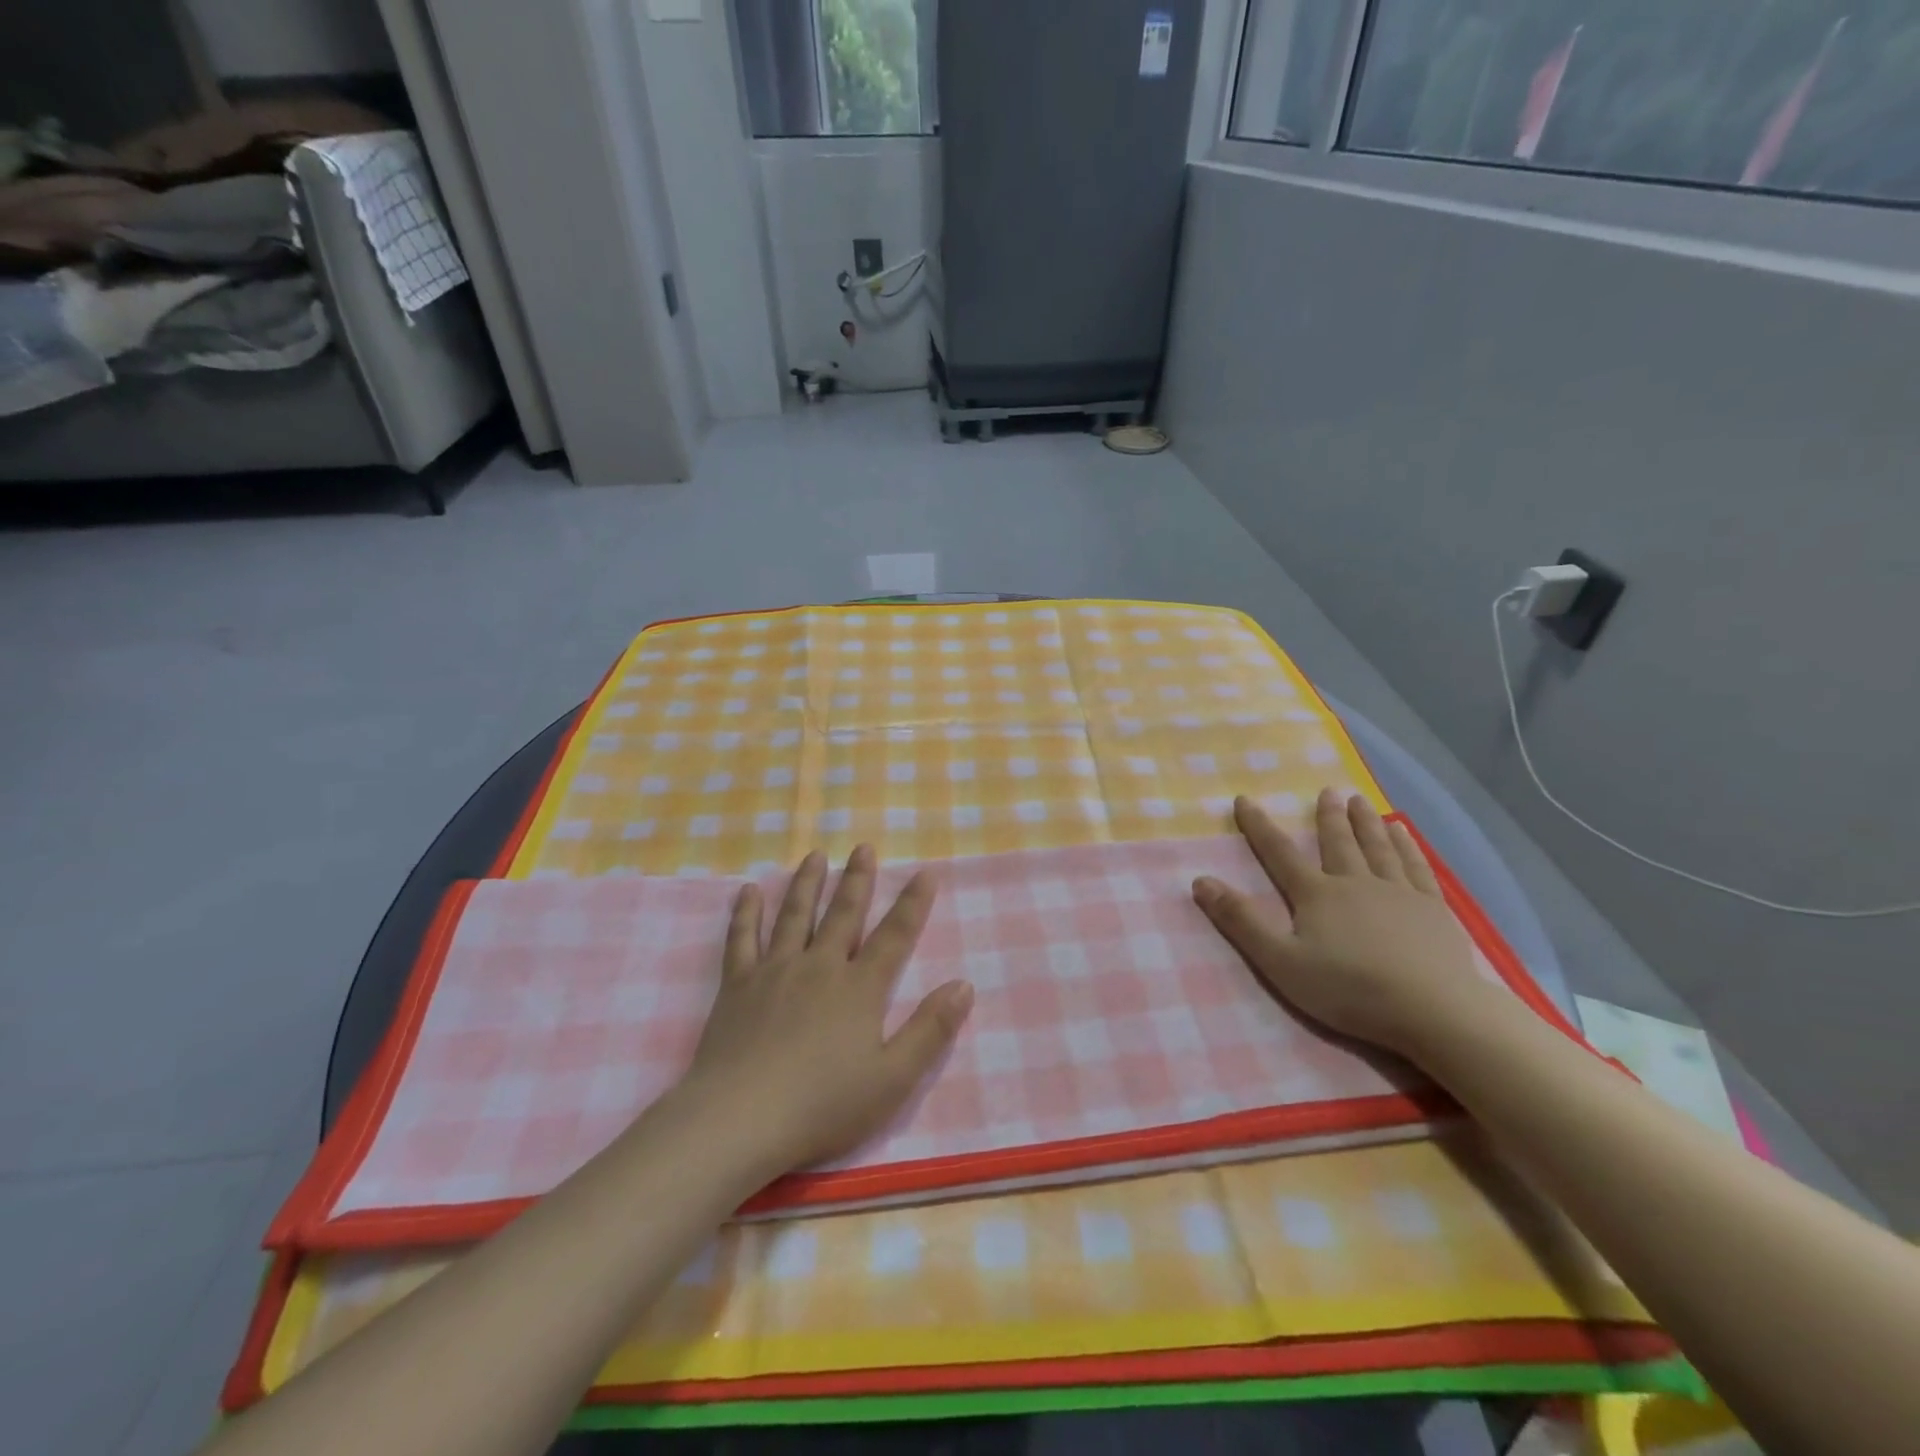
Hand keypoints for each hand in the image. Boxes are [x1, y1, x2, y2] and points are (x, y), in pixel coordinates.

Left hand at [678, 845, 973, 1175]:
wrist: (740, 1119)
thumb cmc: (822, 1105)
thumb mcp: (893, 1079)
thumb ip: (930, 1030)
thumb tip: (964, 985)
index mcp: (859, 988)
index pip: (894, 936)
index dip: (913, 904)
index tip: (925, 873)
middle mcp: (819, 966)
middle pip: (843, 914)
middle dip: (857, 879)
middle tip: (863, 848)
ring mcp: (774, 970)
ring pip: (793, 915)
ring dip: (807, 883)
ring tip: (815, 856)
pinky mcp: (737, 984)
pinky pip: (741, 938)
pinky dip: (745, 913)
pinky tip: (747, 891)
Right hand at [1192, 789, 1489, 1061]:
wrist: (1434, 1010)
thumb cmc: (1349, 989)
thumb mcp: (1280, 961)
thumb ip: (1240, 921)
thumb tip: (1201, 881)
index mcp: (1316, 895)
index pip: (1280, 853)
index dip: (1259, 826)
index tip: (1245, 799)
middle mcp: (1355, 882)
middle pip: (1338, 843)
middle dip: (1328, 817)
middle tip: (1328, 791)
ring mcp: (1398, 893)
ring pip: (1378, 848)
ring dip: (1366, 823)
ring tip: (1360, 801)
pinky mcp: (1432, 909)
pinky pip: (1416, 867)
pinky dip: (1407, 847)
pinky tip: (1404, 834)